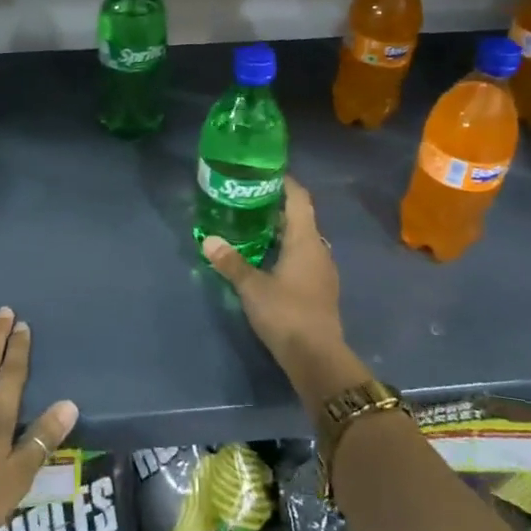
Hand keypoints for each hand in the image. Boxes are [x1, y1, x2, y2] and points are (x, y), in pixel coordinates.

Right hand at [202, 173, 342, 363]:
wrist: (317, 358)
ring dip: (281, 231)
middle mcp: (318, 249)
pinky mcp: (320, 289)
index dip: (285, 182)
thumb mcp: (252, 287)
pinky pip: (303, 258)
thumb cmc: (286, 313)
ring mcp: (322, 271)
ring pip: (302, 240)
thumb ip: (231, 262)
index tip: (264, 172)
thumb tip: (208, 239)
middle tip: (248, 199)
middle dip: (276, 206)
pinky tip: (266, 259)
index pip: (299, 199)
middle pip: (300, 218)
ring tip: (252, 226)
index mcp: (306, 240)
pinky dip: (286, 251)